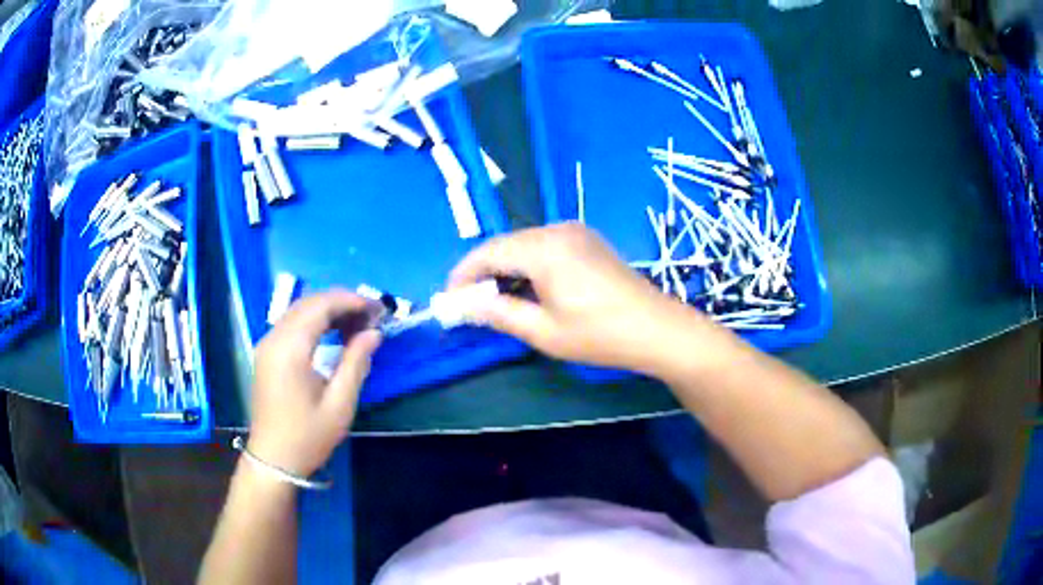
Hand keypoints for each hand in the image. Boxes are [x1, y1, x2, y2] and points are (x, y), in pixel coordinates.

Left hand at [248, 290, 381, 477]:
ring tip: (357, 324)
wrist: (273, 460)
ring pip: (299, 310)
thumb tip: (373, 333)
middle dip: (341, 302)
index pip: (321, 306)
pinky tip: (333, 334)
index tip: (377, 309)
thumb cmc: (308, 436)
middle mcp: (274, 338)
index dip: (351, 301)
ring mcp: (266, 344)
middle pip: (309, 303)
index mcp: (290, 349)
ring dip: (328, 310)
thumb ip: (356, 363)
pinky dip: (314, 321)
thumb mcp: (340, 404)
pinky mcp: (266, 353)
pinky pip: (291, 323)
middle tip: (371, 316)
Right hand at [449, 223, 717, 374]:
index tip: (450, 301)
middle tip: (470, 306)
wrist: (657, 329)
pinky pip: (544, 247)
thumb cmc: (599, 335)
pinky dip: (528, 265)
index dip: (463, 275)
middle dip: (483, 273)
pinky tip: (528, 289)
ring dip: (505, 269)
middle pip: (505, 245)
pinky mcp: (587, 240)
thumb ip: (498, 313)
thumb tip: (463, 306)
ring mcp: (576, 232)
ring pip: (524, 245)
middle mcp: (557, 229)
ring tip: (496, 302)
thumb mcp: (543, 331)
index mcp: (544, 248)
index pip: (487, 252)